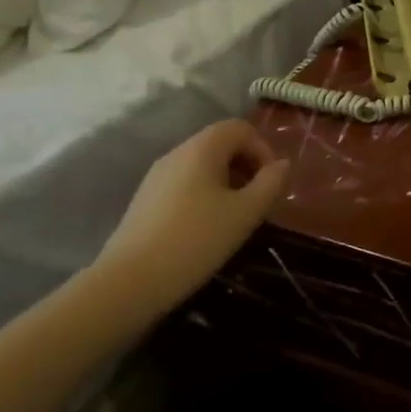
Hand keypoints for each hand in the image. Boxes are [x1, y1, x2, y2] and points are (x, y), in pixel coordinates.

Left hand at [96, 121, 288, 310]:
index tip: (271, 183)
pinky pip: (185, 183)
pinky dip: (205, 195)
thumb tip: (282, 165)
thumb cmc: (196, 240)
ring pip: (202, 165)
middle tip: (257, 201)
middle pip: (220, 144)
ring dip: (227, 182)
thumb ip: (271, 183)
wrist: (128, 283)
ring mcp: (156, 177)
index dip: (263, 149)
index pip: (240, 128)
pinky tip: (206, 228)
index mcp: (201, 149)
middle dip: (246, 166)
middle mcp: (176, 153)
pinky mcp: (145, 200)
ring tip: (235, 216)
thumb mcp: (246, 212)